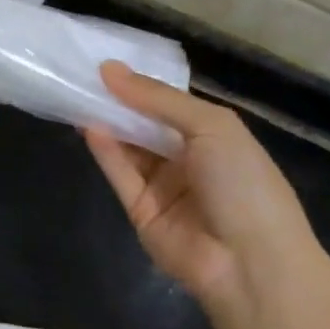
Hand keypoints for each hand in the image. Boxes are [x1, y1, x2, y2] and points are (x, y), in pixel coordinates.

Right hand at [84, 62, 320, 311]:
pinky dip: (105, 151)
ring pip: (129, 148)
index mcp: (215, 138)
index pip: (171, 105)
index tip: (108, 65)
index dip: (142, 86)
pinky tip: (89, 126)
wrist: (251, 263)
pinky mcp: (140, 211)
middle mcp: (188, 160)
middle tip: (83, 76)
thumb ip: (158, 98)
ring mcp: (164, 188)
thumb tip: (110, 69)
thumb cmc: (244, 183)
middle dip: (119, 103)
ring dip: (108, 123)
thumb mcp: (212, 126)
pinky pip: (121, 175)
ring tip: (78, 95)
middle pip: (146, 126)